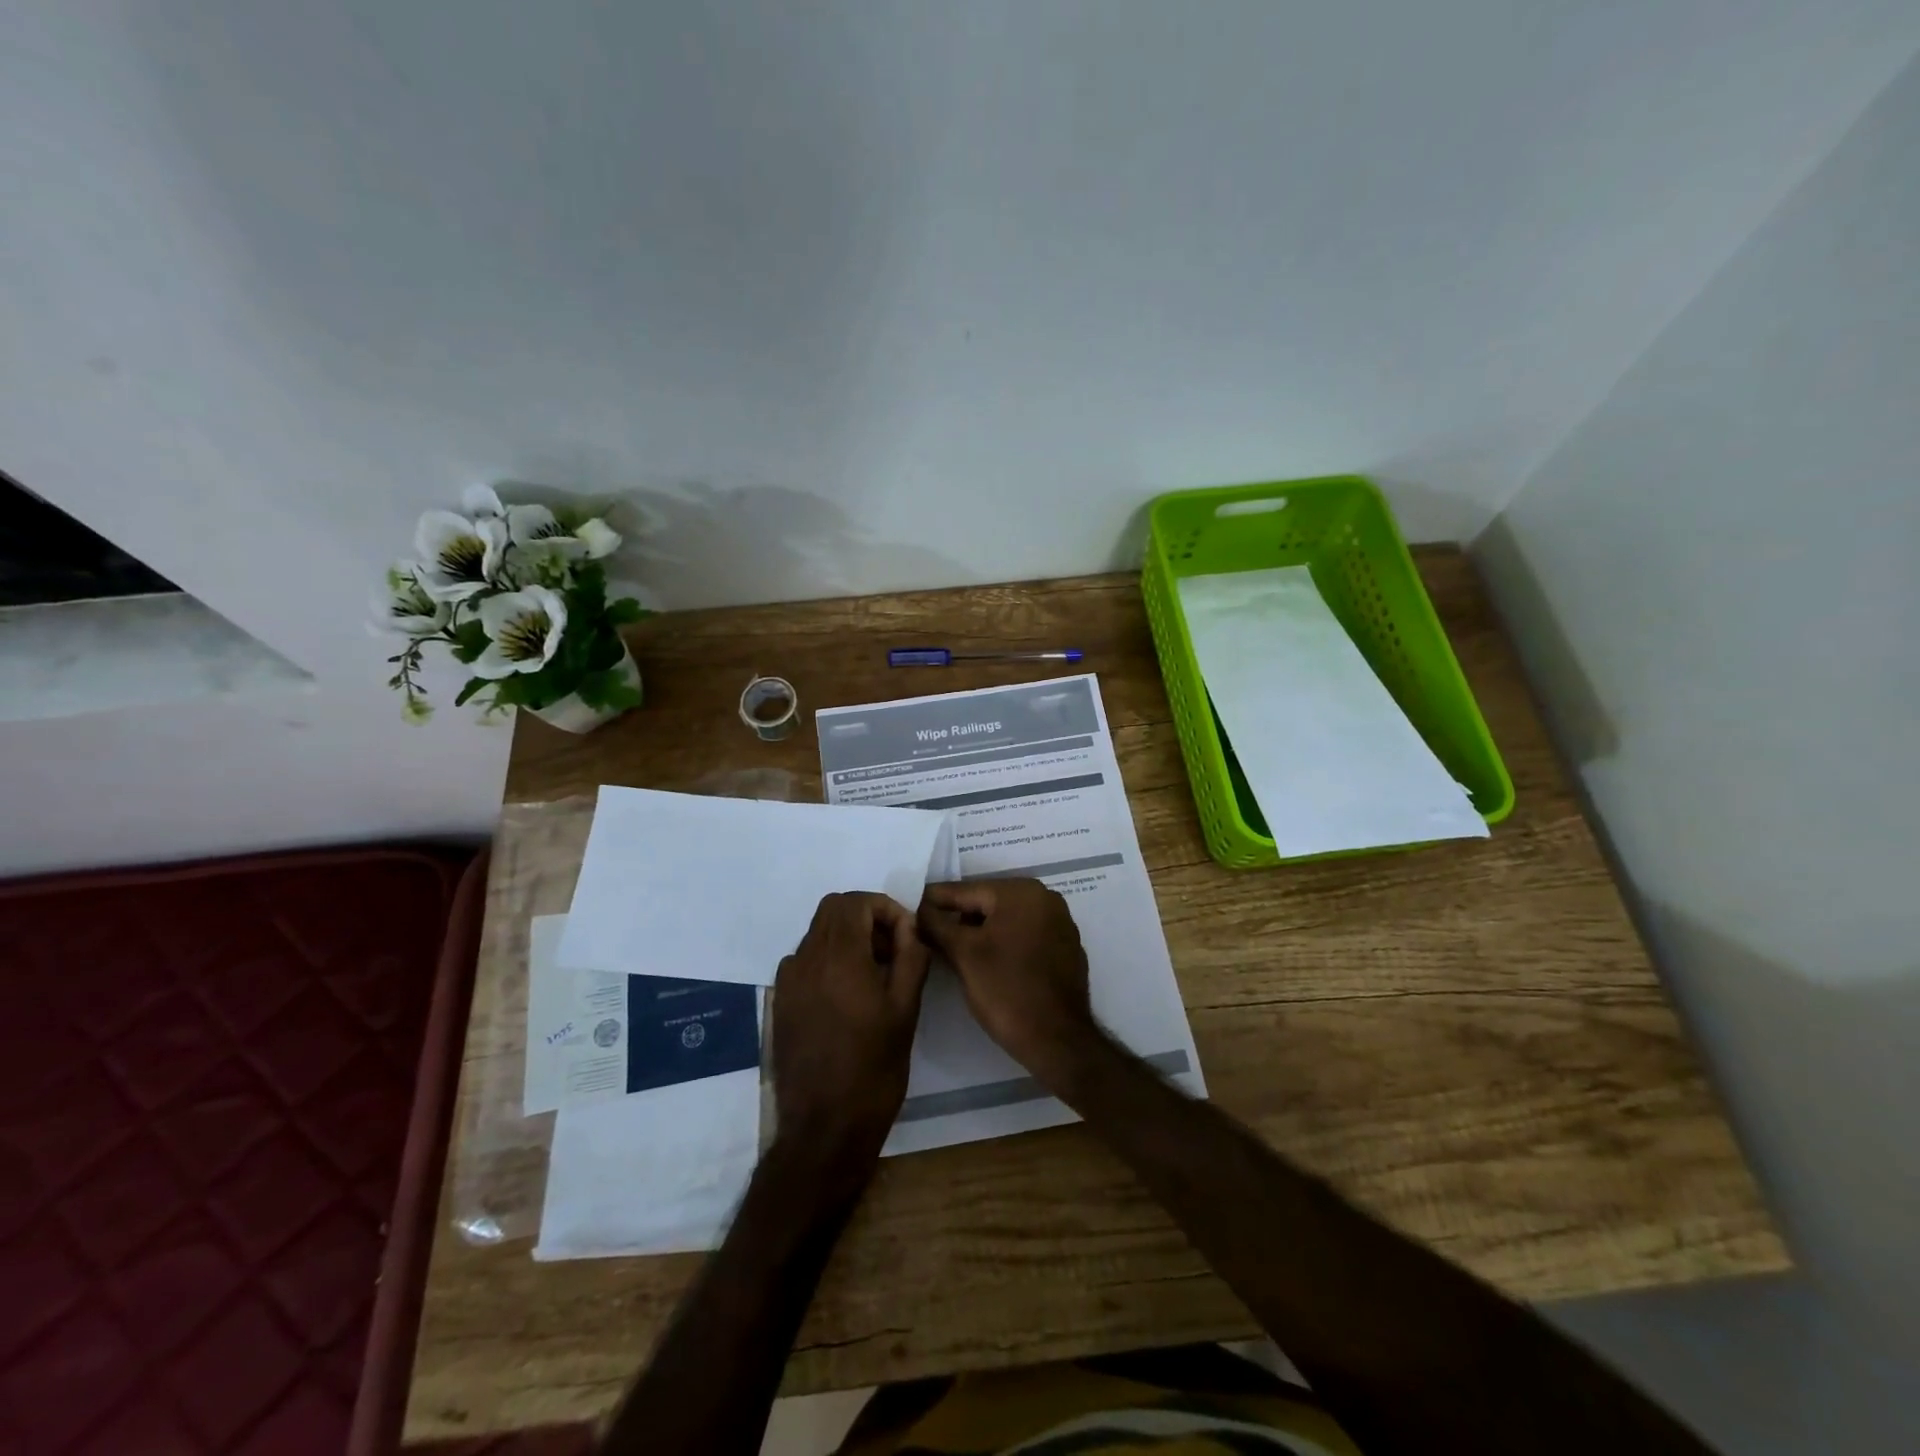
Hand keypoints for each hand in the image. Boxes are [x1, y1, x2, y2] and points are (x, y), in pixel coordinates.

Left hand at [771, 892, 930, 1170]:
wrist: (825, 1128)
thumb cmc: (874, 1068)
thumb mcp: (906, 1010)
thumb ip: (911, 956)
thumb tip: (909, 928)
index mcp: (838, 957)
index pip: (855, 902)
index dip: (885, 909)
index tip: (906, 937)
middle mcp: (805, 959)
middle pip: (832, 910)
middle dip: (866, 917)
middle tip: (892, 950)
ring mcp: (788, 981)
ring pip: (817, 933)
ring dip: (847, 937)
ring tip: (874, 974)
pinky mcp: (780, 1002)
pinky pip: (805, 960)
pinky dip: (829, 959)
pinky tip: (848, 996)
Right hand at [916, 879, 1100, 1081]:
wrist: (1057, 1039)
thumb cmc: (1005, 990)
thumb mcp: (962, 954)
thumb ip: (936, 924)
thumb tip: (919, 908)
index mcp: (1021, 892)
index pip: (966, 890)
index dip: (935, 901)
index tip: (911, 908)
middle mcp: (1045, 898)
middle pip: (988, 903)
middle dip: (959, 918)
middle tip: (929, 933)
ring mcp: (1060, 923)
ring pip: (1006, 920)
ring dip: (980, 932)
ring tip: (953, 950)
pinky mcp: (1065, 948)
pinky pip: (1025, 936)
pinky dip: (1004, 943)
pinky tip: (987, 963)